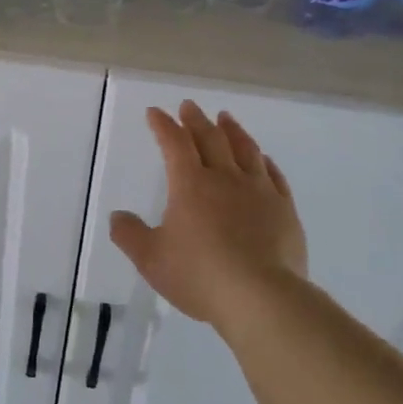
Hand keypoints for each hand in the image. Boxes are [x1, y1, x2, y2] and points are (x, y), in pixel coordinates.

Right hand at [109, 102, 307, 330]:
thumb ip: (130, 235)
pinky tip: (263, 159)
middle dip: (196, 120)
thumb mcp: (151, 259)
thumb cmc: (200, 276)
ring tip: (226, 118)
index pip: (174, 143)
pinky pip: (274, 176)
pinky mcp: (285, 210)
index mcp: (190, 184)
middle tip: (189, 106)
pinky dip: (264, 162)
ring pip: (245, 150)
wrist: (262, 297)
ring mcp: (259, 191)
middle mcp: (225, 178)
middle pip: (210, 139)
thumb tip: (117, 217)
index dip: (163, 125)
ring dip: (233, 131)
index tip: (155, 113)